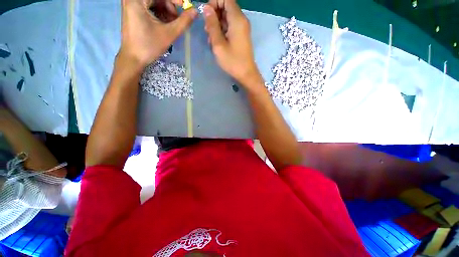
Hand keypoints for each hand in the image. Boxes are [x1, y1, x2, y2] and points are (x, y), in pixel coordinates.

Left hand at [120, 0, 196, 69]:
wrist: (134, 58)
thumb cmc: (149, 46)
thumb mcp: (169, 34)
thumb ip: (183, 22)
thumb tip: (195, 12)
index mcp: (137, 0)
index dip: (175, 0)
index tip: (185, 7)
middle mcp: (132, 0)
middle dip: (170, 7)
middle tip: (177, 20)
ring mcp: (132, 5)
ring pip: (154, 2)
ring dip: (166, 12)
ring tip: (172, 25)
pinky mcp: (133, 12)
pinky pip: (150, 8)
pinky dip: (160, 14)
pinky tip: (165, 25)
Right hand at [203, 0, 259, 85]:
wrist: (246, 74)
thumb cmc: (232, 61)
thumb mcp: (218, 44)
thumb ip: (212, 25)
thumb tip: (206, 8)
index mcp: (237, 19)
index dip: (214, 2)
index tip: (207, 15)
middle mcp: (242, 20)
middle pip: (226, 7)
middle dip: (214, 15)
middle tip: (207, 30)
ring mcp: (242, 29)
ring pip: (227, 18)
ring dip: (217, 25)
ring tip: (211, 39)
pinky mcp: (241, 36)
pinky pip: (230, 27)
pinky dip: (222, 31)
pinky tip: (217, 42)